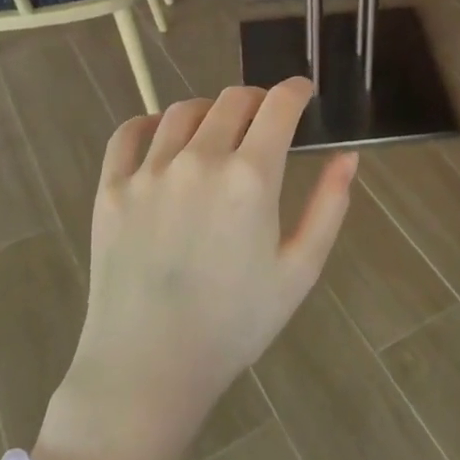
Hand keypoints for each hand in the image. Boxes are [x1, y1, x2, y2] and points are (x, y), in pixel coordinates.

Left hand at [40, 80, 356, 459]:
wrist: (148, 369)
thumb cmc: (234, 324)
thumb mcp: (299, 271)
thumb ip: (329, 205)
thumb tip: (348, 155)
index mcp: (251, 177)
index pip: (279, 105)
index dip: (297, 90)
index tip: (304, 91)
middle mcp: (200, 159)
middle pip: (233, 99)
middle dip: (258, 100)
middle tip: (265, 120)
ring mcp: (150, 171)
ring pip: (184, 110)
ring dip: (210, 111)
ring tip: (218, 131)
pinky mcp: (111, 188)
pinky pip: (129, 134)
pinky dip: (150, 124)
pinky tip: (163, 138)